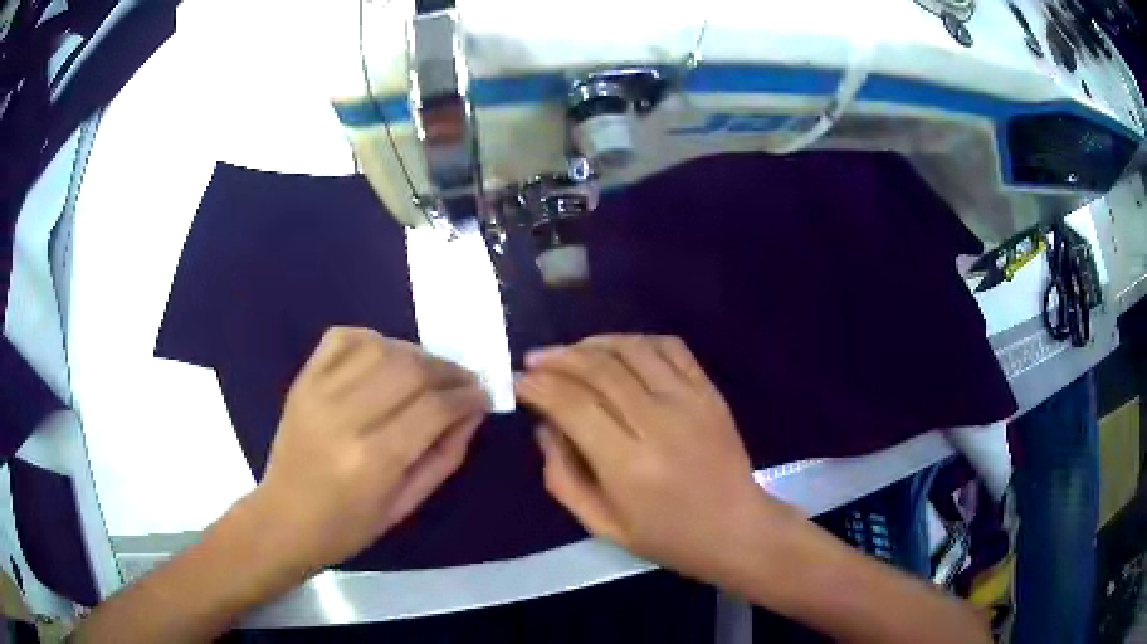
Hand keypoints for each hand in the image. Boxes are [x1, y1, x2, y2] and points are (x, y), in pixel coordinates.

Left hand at [251, 327, 488, 572]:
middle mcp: (345, 418)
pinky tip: (385, 357)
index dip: (466, 396)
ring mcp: (318, 393)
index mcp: (374, 460)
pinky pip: (343, 338)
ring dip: (415, 353)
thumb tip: (472, 413)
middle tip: (463, 381)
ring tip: (428, 372)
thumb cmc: (349, 527)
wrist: (284, 519)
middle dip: (448, 370)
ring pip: (380, 348)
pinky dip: (372, 338)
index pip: (433, 408)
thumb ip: (444, 456)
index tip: (481, 396)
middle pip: (410, 369)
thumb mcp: (406, 506)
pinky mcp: (303, 381)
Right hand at [515, 334, 786, 582]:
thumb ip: (562, 476)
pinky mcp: (709, 391)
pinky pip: (670, 347)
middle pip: (599, 369)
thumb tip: (544, 426)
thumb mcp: (600, 524)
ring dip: (593, 343)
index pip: (573, 405)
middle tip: (535, 360)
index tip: (519, 381)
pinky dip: (637, 340)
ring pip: (632, 349)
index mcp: (628, 464)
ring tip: (570, 351)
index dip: (539, 387)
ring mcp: (689, 400)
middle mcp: (658, 422)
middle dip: (559, 358)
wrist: (735, 528)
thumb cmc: (665, 536)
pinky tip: (618, 350)